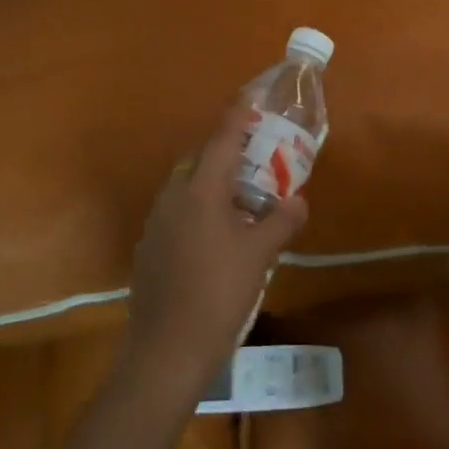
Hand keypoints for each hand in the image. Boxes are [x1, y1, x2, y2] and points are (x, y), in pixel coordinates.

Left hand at [124, 104, 308, 397]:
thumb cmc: (218, 293)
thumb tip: (298, 200)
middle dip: (228, 151)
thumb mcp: (259, 256)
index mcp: (200, 190)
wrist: (165, 351)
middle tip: (258, 156)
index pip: (222, 139)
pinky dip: (200, 207)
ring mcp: (157, 222)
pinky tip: (218, 234)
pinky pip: (178, 210)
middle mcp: (173, 196)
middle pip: (201, 159)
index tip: (251, 97)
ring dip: (214, 181)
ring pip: (188, 186)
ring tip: (243, 197)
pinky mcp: (150, 247)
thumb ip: (281, 221)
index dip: (238, 115)